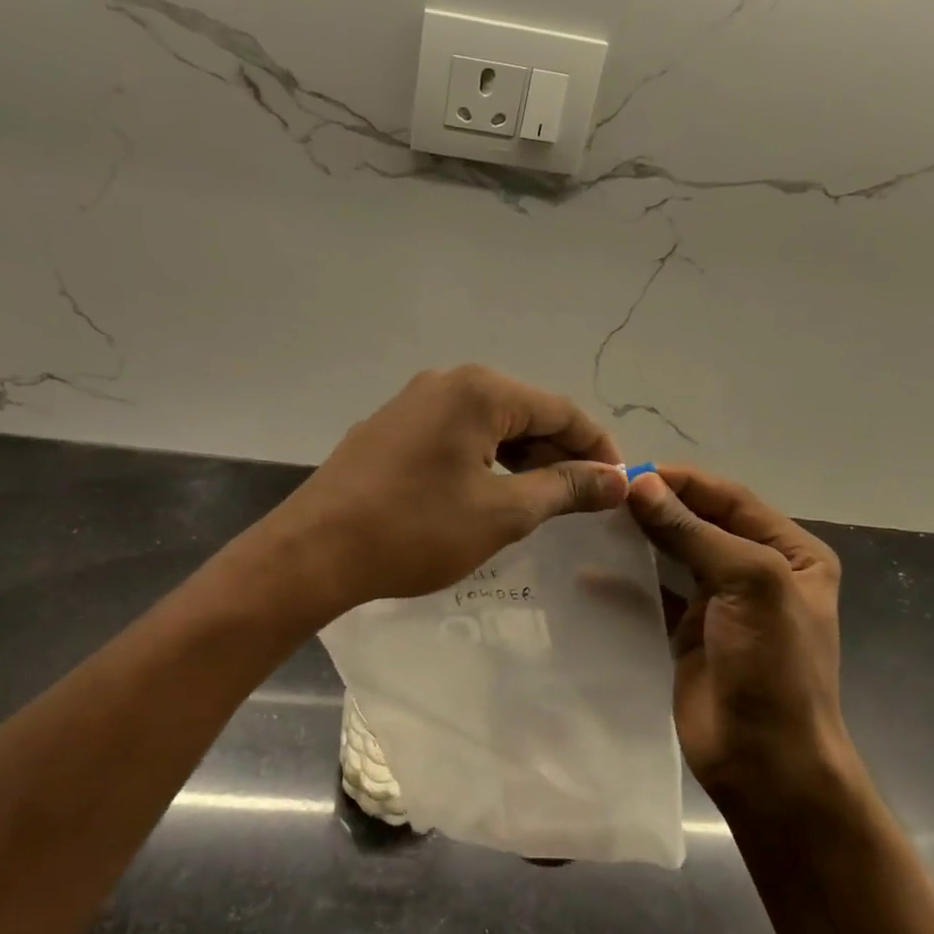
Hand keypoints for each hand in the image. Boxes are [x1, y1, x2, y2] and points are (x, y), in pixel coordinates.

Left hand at [268, 366, 626, 613]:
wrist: (315, 551)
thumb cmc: (416, 529)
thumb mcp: (502, 512)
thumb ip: (564, 489)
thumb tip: (616, 479)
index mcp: (480, 391)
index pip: (560, 410)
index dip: (596, 448)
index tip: (618, 486)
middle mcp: (447, 382)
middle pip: (524, 412)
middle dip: (558, 454)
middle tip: (580, 502)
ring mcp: (412, 403)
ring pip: (488, 425)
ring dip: (521, 460)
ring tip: (538, 503)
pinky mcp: (390, 428)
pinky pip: (455, 435)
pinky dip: (484, 461)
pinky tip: (487, 495)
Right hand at [626, 466, 855, 820]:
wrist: (767, 762)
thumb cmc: (773, 666)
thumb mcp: (748, 583)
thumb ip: (693, 532)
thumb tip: (640, 484)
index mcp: (790, 553)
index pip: (730, 499)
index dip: (683, 482)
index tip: (630, 472)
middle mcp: (757, 571)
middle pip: (701, 523)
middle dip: (658, 506)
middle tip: (605, 495)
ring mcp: (721, 604)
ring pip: (675, 556)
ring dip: (641, 538)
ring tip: (595, 521)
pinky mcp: (688, 634)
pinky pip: (655, 595)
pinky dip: (628, 581)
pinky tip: (592, 571)